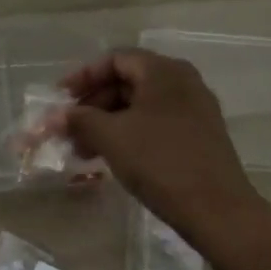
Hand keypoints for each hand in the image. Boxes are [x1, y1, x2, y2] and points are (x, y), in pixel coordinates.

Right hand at [58, 49, 263, 235]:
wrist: (217, 210)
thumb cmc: (160, 162)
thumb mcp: (111, 137)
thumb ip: (79, 120)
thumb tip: (53, 116)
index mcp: (163, 71)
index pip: (115, 59)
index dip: (83, 76)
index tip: (60, 99)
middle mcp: (183, 82)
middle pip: (127, 82)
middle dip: (93, 105)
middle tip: (68, 130)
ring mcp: (194, 109)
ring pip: (140, 106)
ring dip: (107, 123)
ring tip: (83, 151)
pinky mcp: (199, 135)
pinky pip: (155, 123)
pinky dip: (129, 134)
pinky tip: (111, 158)